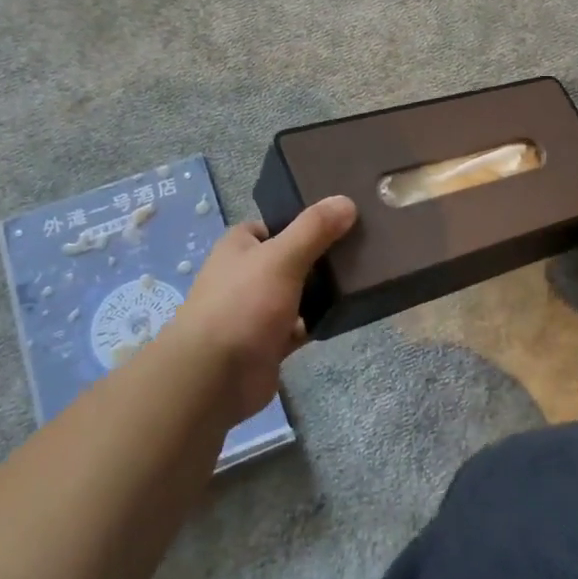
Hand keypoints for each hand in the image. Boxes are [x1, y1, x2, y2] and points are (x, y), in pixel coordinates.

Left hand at [160, 195, 357, 425]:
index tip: (341, 219)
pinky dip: (319, 321)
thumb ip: (314, 229)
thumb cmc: (243, 304)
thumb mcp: (282, 257)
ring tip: (363, 278)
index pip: (274, 225)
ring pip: (297, 292)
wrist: (214, 377)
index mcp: (239, 247)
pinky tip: (347, 313)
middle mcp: (245, 275)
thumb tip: (346, 201)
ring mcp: (257, 311)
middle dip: (320, 255)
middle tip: (362, 248)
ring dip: (322, 290)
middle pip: (290, 257)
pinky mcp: (269, 342)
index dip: (303, 221)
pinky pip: (301, 325)